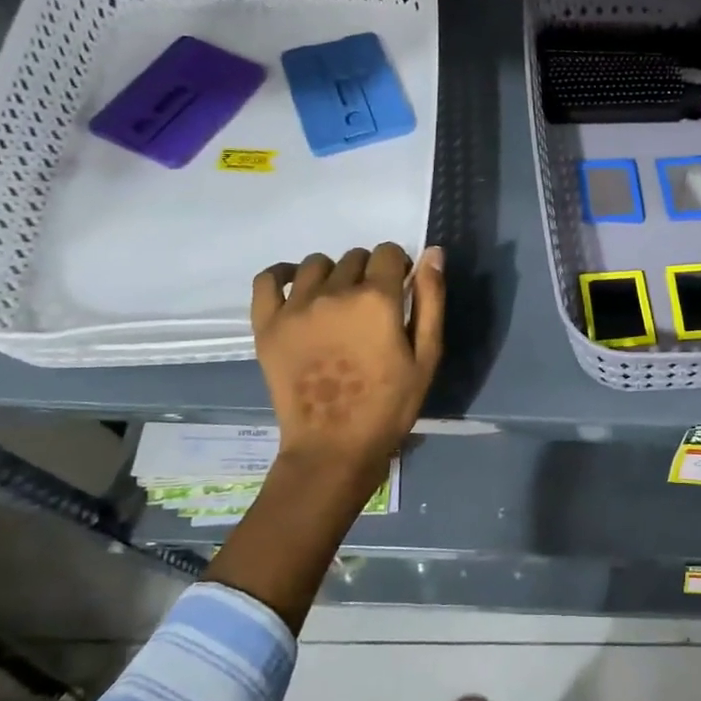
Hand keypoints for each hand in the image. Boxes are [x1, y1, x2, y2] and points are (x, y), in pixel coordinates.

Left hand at [252, 243, 444, 483]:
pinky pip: (267, 279)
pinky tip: (295, 286)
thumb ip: (431, 300)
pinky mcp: (267, 325)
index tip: (399, 289)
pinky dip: (282, 275)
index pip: (387, 253)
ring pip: (316, 264)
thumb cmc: (390, 406)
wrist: (334, 448)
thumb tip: (433, 252)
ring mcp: (295, 307)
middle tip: (370, 309)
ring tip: (336, 305)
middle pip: (354, 257)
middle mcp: (334, 292)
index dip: (398, 267)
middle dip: (368, 273)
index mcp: (376, 299)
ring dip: (333, 275)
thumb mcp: (426, 356)